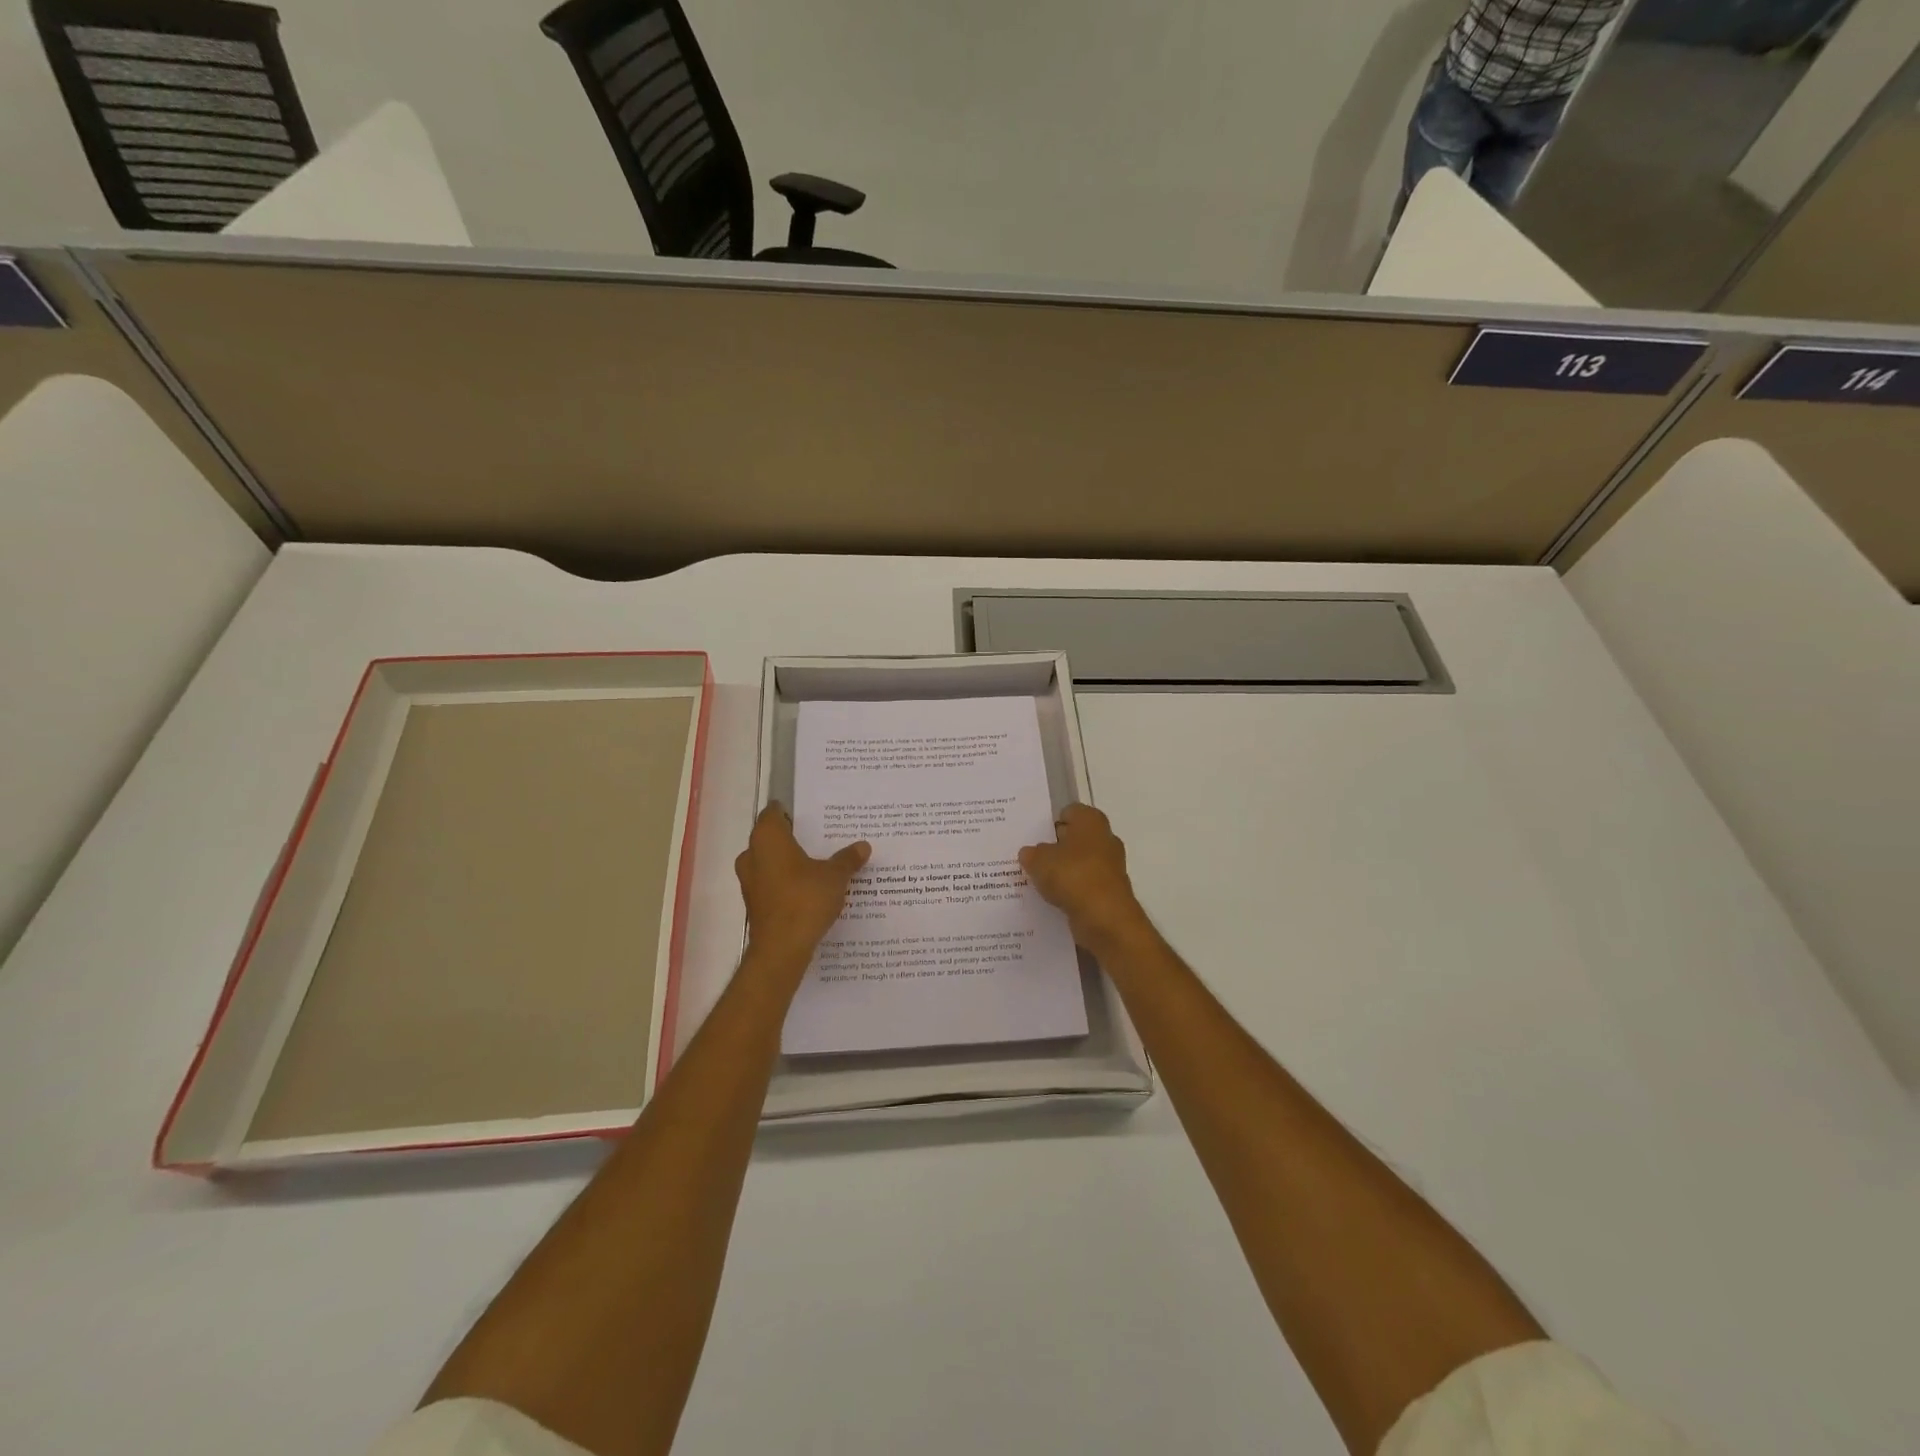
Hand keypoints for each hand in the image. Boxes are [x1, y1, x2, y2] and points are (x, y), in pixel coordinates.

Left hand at [735, 805, 869, 959]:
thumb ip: (847, 859)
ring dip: (790, 862)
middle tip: (821, 837)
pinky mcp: (755, 903)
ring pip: (770, 861)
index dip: (791, 811)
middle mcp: (752, 854)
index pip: (774, 812)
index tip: (812, 814)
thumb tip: (863, 846)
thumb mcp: (835, 876)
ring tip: (819, 862)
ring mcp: (750, 880)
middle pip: (771, 837)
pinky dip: (787, 881)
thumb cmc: (805, 899)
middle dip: (794, 837)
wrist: (781, 948)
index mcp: (767, 838)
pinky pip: (772, 882)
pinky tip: (810, 887)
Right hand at [1019, 805, 1151, 950]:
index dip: (1050, 822)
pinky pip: (1084, 884)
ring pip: (1079, 863)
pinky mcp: (1109, 890)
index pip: (1069, 812)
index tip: (1033, 836)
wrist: (1105, 918)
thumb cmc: (1073, 876)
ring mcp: (1110, 866)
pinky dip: (1071, 890)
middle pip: (1074, 838)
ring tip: (1037, 880)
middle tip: (1030, 857)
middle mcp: (1105, 838)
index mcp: (1091, 821)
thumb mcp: (1039, 860)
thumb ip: (1031, 853)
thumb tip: (1029, 853)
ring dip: (1062, 870)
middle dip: (1055, 847)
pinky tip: (1052, 898)